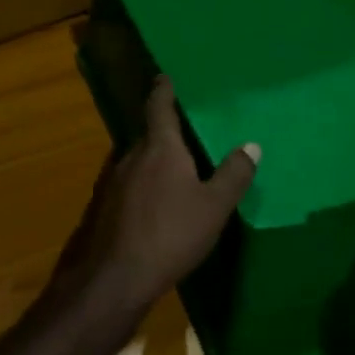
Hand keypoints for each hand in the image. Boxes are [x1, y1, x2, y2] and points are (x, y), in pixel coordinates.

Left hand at [55, 77, 258, 318]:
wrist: (113, 277)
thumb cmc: (170, 234)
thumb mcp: (213, 208)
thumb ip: (233, 175)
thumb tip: (252, 144)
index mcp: (159, 147)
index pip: (159, 106)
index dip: (163, 90)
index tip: (164, 76)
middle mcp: (131, 154)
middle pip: (148, 133)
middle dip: (163, 131)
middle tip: (184, 131)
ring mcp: (111, 180)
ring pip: (135, 160)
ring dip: (151, 160)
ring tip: (172, 169)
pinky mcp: (102, 205)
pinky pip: (126, 183)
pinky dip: (140, 184)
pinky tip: (151, 204)